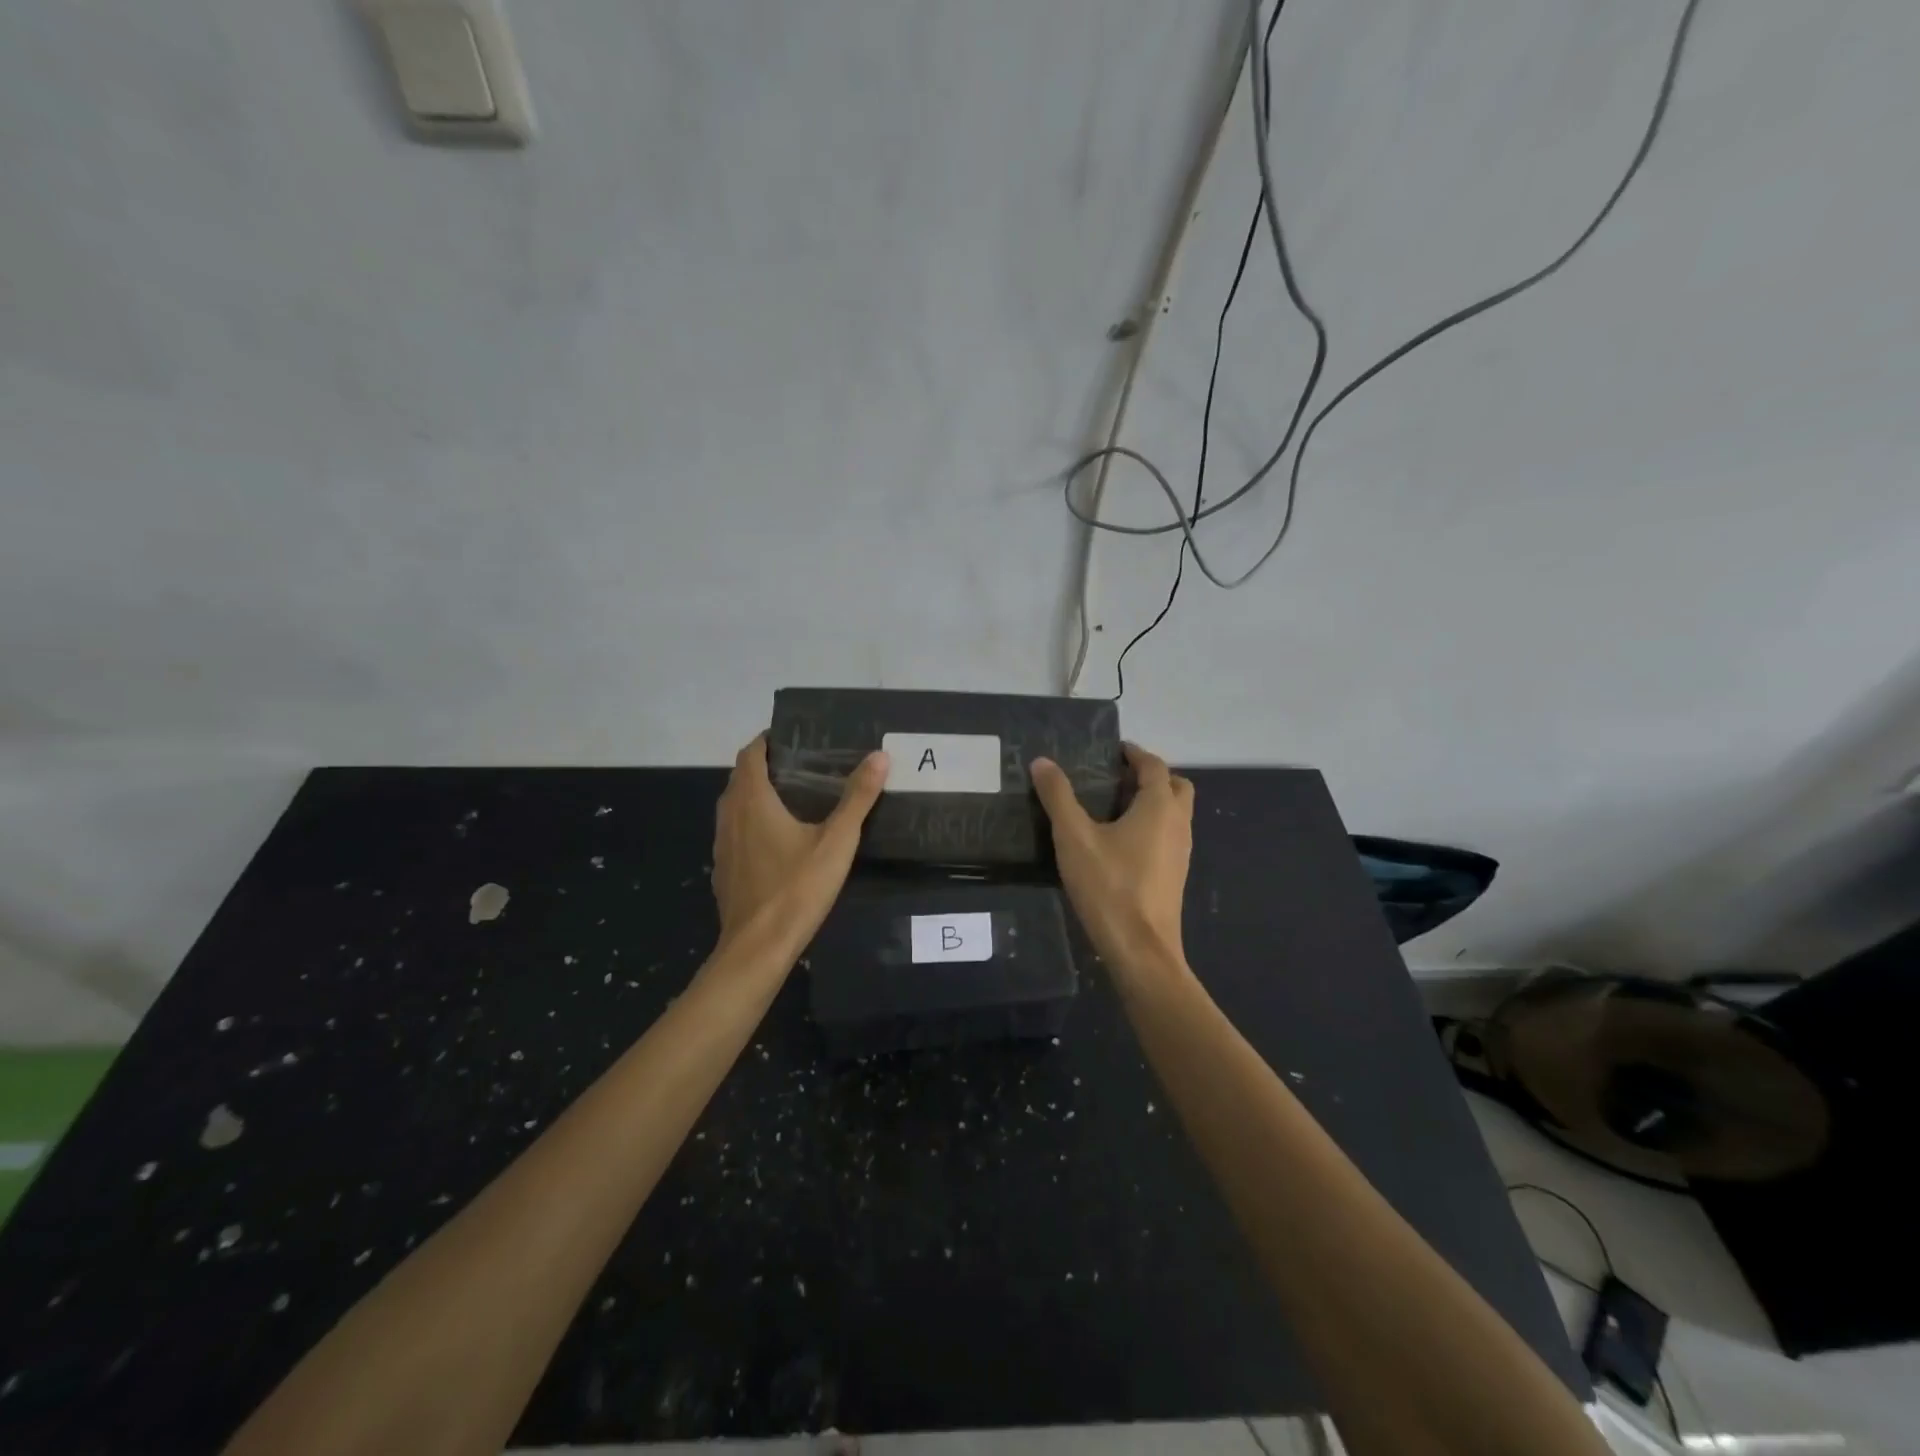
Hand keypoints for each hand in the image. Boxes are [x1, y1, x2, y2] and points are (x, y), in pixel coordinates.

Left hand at [712, 735, 888, 954]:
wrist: (757, 948)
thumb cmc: (797, 888)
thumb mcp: (836, 841)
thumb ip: (858, 798)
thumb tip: (880, 756)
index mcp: (752, 800)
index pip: (751, 754)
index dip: (768, 741)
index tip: (794, 737)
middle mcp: (730, 815)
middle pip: (741, 778)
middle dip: (765, 766)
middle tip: (801, 765)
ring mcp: (722, 845)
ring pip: (734, 806)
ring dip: (755, 795)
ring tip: (791, 798)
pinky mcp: (723, 870)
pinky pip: (734, 833)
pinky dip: (750, 823)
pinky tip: (776, 841)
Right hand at [1031, 742, 1193, 974]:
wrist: (1140, 949)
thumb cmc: (1109, 886)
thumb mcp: (1074, 838)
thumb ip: (1058, 797)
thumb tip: (1042, 762)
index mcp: (1159, 807)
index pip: (1154, 766)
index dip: (1135, 754)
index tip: (1114, 750)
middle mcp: (1178, 824)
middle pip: (1175, 786)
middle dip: (1151, 776)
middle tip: (1117, 778)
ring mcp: (1181, 852)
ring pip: (1175, 813)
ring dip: (1153, 802)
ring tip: (1113, 807)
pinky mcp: (1175, 875)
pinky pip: (1169, 836)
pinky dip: (1152, 826)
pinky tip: (1121, 843)